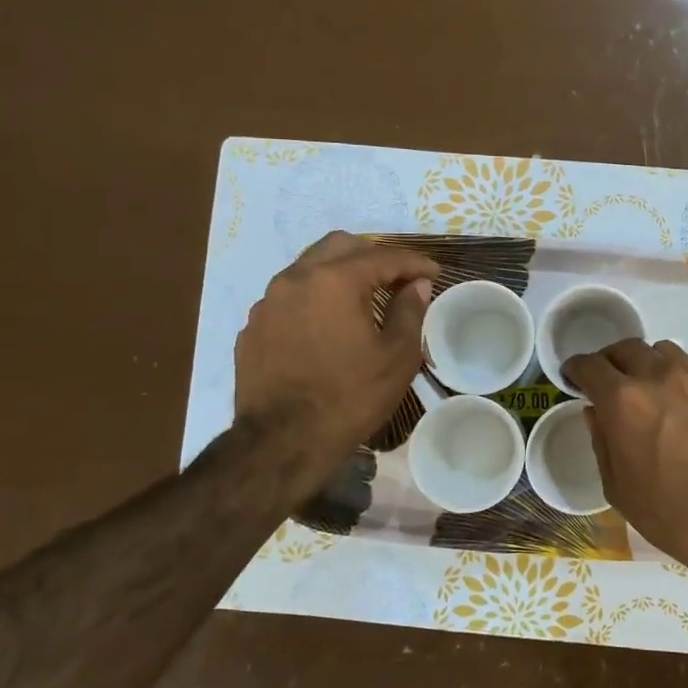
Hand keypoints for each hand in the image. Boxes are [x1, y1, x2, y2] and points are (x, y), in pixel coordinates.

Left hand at [235, 231, 436, 483]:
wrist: (283, 442)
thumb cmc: (350, 397)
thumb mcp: (396, 357)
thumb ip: (409, 311)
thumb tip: (417, 284)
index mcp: (335, 281)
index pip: (383, 256)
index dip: (414, 262)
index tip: (434, 271)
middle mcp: (296, 279)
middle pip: (340, 246)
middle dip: (372, 256)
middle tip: (396, 278)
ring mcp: (268, 302)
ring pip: (309, 267)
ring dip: (339, 274)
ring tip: (361, 299)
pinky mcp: (253, 327)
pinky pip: (289, 297)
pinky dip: (314, 300)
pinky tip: (326, 327)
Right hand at [563, 339, 687, 596]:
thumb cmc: (671, 513)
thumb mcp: (618, 488)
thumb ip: (601, 442)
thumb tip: (595, 412)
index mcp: (623, 401)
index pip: (590, 366)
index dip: (575, 368)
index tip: (572, 376)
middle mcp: (656, 377)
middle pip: (625, 348)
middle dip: (609, 360)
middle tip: (606, 379)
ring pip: (660, 350)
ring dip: (644, 361)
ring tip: (644, 383)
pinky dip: (674, 371)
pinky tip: (676, 394)